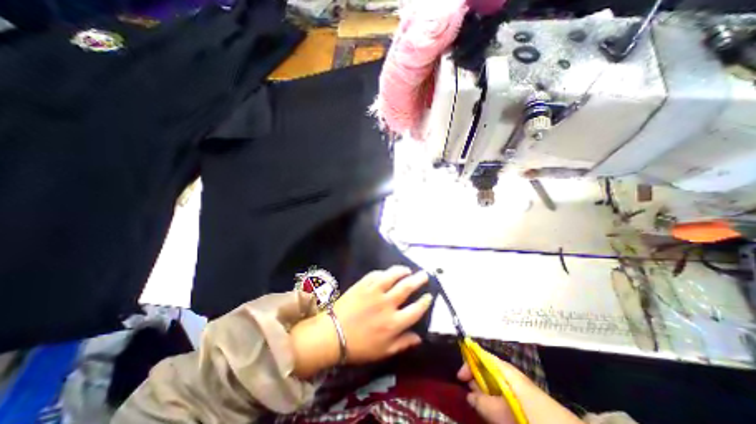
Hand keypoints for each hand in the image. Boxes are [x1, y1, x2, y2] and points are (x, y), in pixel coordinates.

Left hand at [290, 266, 430, 378]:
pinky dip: (384, 272)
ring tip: (407, 270)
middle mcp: (387, 304)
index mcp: (394, 323)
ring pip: (392, 276)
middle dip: (419, 279)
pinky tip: (387, 272)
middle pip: (407, 287)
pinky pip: (376, 274)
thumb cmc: (359, 346)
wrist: (333, 335)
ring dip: (402, 271)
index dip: (425, 301)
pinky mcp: (363, 284)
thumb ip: (403, 343)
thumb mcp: (384, 351)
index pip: (416, 310)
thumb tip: (419, 337)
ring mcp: (374, 291)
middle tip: (424, 274)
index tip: (429, 296)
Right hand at [454, 358, 582, 423]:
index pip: (481, 356)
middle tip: (470, 398)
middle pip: (485, 370)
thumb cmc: (536, 417)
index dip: (468, 363)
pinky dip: (493, 403)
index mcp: (505, 370)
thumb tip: (468, 396)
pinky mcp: (522, 400)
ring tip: (481, 408)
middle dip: (475, 382)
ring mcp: (516, 388)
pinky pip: (501, 396)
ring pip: (492, 385)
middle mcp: (509, 375)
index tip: (460, 378)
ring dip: (483, 395)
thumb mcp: (507, 412)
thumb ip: (485, 404)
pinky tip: (493, 413)